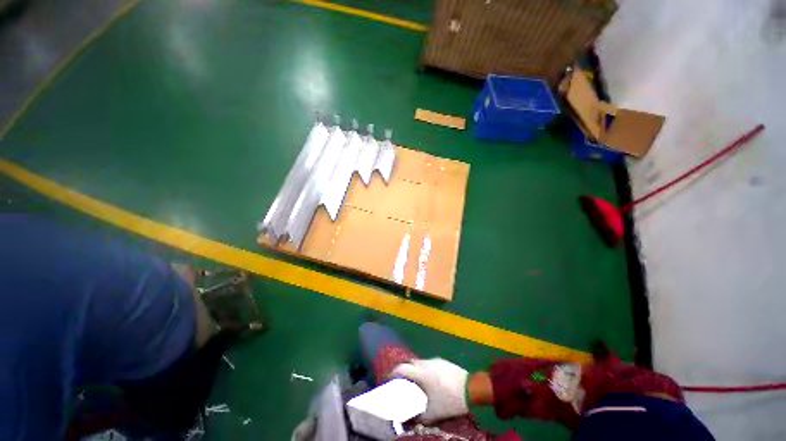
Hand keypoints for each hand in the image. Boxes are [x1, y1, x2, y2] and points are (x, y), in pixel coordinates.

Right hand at [391, 358, 468, 421]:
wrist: (471, 388)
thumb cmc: (450, 400)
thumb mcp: (433, 412)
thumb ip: (419, 416)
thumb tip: (409, 420)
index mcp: (421, 373)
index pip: (402, 368)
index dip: (393, 373)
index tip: (388, 379)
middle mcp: (426, 363)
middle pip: (409, 363)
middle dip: (403, 370)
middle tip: (401, 381)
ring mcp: (435, 360)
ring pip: (419, 362)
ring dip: (414, 370)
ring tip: (415, 382)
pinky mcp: (443, 361)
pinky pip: (428, 363)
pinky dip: (423, 369)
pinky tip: (428, 380)